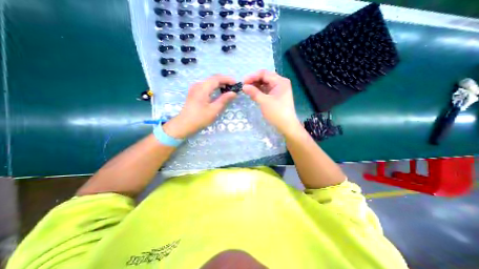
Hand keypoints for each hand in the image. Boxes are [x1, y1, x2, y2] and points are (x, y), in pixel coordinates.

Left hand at [163, 75, 235, 139]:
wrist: (184, 124)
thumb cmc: (200, 118)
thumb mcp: (214, 110)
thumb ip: (224, 100)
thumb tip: (234, 93)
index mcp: (203, 88)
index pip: (217, 78)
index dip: (227, 79)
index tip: (236, 83)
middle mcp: (198, 85)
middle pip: (213, 78)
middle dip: (224, 80)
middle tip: (233, 86)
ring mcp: (195, 88)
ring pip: (209, 81)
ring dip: (219, 83)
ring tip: (228, 88)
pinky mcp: (194, 92)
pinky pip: (206, 85)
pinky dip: (214, 87)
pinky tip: (219, 91)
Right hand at [244, 70, 298, 135]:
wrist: (286, 126)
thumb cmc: (276, 113)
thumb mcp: (264, 102)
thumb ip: (254, 92)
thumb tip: (243, 86)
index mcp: (280, 81)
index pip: (264, 73)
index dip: (252, 76)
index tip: (243, 82)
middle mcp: (280, 83)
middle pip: (264, 78)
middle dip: (253, 81)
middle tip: (244, 87)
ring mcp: (278, 90)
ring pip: (264, 84)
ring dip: (255, 86)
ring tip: (246, 90)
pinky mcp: (276, 96)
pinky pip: (266, 90)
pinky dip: (259, 91)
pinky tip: (252, 94)